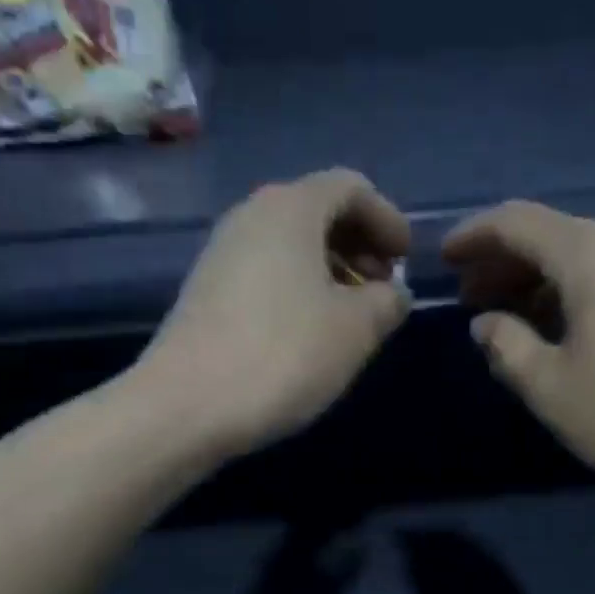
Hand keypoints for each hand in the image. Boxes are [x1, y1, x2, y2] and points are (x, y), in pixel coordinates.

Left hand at [136, 169, 411, 458]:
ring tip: (353, 316)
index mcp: (291, 208)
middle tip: (384, 289)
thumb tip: (392, 294)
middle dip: (360, 244)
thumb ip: (387, 302)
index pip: (351, 187)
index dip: (388, 218)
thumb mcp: (356, 329)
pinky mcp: (208, 291)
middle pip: (318, 211)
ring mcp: (222, 253)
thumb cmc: (283, 355)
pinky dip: (300, 288)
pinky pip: (268, 272)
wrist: (187, 406)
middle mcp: (251, 216)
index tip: (407, 260)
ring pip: (291, 244)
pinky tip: (312, 333)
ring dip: (331, 270)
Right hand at [445, 201, 594, 497]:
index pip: (517, 222)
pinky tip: (556, 327)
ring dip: (537, 280)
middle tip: (469, 298)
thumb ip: (508, 346)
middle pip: (551, 234)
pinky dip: (572, 291)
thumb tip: (487, 323)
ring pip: (582, 255)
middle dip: (503, 263)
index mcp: (592, 253)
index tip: (444, 260)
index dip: (473, 237)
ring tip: (507, 318)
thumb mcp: (551, 386)